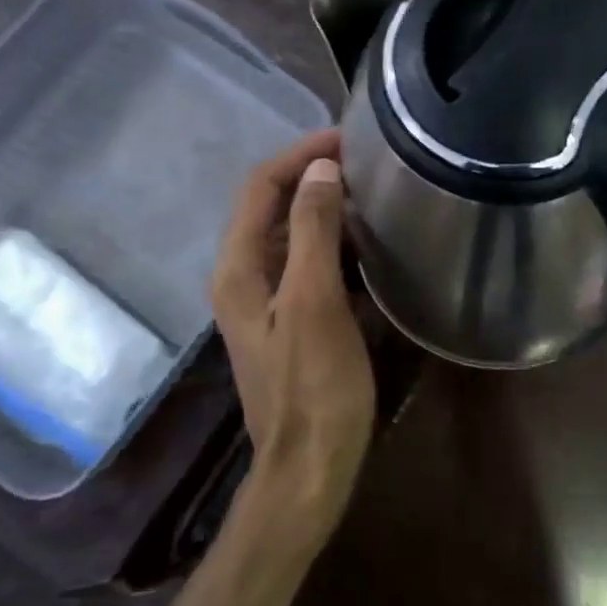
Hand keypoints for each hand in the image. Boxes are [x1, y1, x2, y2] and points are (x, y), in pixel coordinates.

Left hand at [210, 129, 376, 546]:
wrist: (309, 467)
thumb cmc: (315, 388)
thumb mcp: (315, 303)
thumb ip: (313, 233)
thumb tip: (320, 170)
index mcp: (237, 269)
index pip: (259, 188)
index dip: (298, 155)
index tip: (347, 138)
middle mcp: (241, 277)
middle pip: (269, 207)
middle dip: (310, 175)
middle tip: (364, 161)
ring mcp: (262, 301)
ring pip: (288, 235)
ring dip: (322, 208)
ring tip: (368, 191)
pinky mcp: (286, 320)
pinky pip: (303, 264)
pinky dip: (329, 243)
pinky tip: (364, 243)